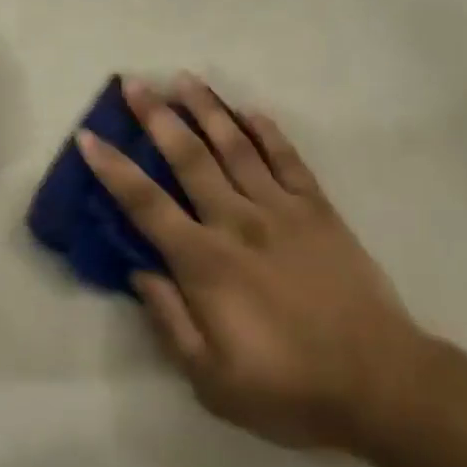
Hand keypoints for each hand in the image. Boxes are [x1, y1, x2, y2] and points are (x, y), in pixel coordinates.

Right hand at [78, 75, 421, 449]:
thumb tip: (138, 270)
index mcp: (207, 263)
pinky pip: (287, 158)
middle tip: (135, 83)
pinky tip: (250, 111)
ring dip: (207, 109)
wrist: (376, 379)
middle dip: (157, 118)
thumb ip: (170, 321)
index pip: (147, 206)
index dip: (114, 170)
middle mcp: (238, 221)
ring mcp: (281, 207)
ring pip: (235, 145)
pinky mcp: (317, 206)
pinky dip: (267, 131)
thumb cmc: (289, 388)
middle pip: (189, 158)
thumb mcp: (213, 381)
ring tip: (185, 79)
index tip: (90, 136)